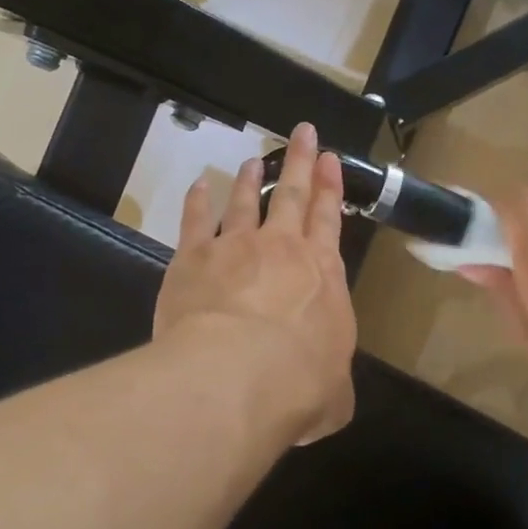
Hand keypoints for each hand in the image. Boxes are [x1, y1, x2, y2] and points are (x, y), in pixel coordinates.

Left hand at [155, 124, 357, 446]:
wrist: (236, 377)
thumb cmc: (299, 386)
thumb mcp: (334, 395)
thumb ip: (331, 384)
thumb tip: (328, 392)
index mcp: (322, 274)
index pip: (330, 220)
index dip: (331, 188)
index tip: (329, 158)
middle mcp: (282, 249)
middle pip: (294, 196)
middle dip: (300, 162)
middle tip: (302, 132)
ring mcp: (236, 248)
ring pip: (246, 202)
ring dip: (252, 179)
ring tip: (255, 160)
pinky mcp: (193, 258)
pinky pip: (197, 221)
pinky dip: (199, 201)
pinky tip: (200, 185)